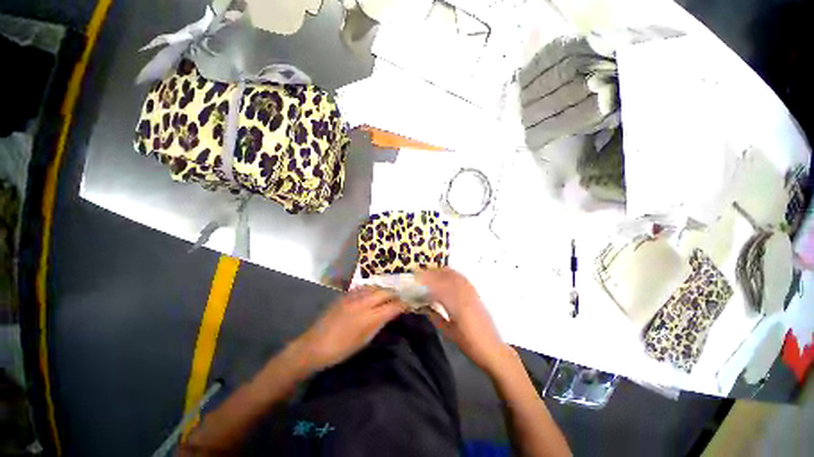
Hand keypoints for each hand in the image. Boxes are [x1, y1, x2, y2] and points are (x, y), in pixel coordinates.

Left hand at [291, 286, 404, 372]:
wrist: (314, 345)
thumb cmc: (341, 350)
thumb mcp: (364, 341)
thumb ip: (379, 324)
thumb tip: (391, 314)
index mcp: (368, 318)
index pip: (392, 306)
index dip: (403, 304)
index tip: (409, 305)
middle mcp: (362, 303)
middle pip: (385, 292)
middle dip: (395, 294)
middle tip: (400, 298)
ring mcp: (352, 297)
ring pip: (375, 286)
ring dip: (384, 290)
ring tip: (388, 295)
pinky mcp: (345, 295)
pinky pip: (363, 287)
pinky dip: (372, 288)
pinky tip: (373, 293)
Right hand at [417, 269, 511, 373]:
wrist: (492, 348)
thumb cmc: (469, 344)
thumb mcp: (449, 332)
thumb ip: (436, 317)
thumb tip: (424, 307)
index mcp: (457, 305)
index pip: (439, 287)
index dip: (427, 281)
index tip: (417, 279)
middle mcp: (465, 295)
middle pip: (448, 277)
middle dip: (434, 274)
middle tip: (422, 275)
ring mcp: (472, 293)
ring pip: (456, 276)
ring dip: (443, 272)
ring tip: (432, 273)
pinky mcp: (476, 294)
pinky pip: (463, 280)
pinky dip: (453, 275)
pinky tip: (447, 278)